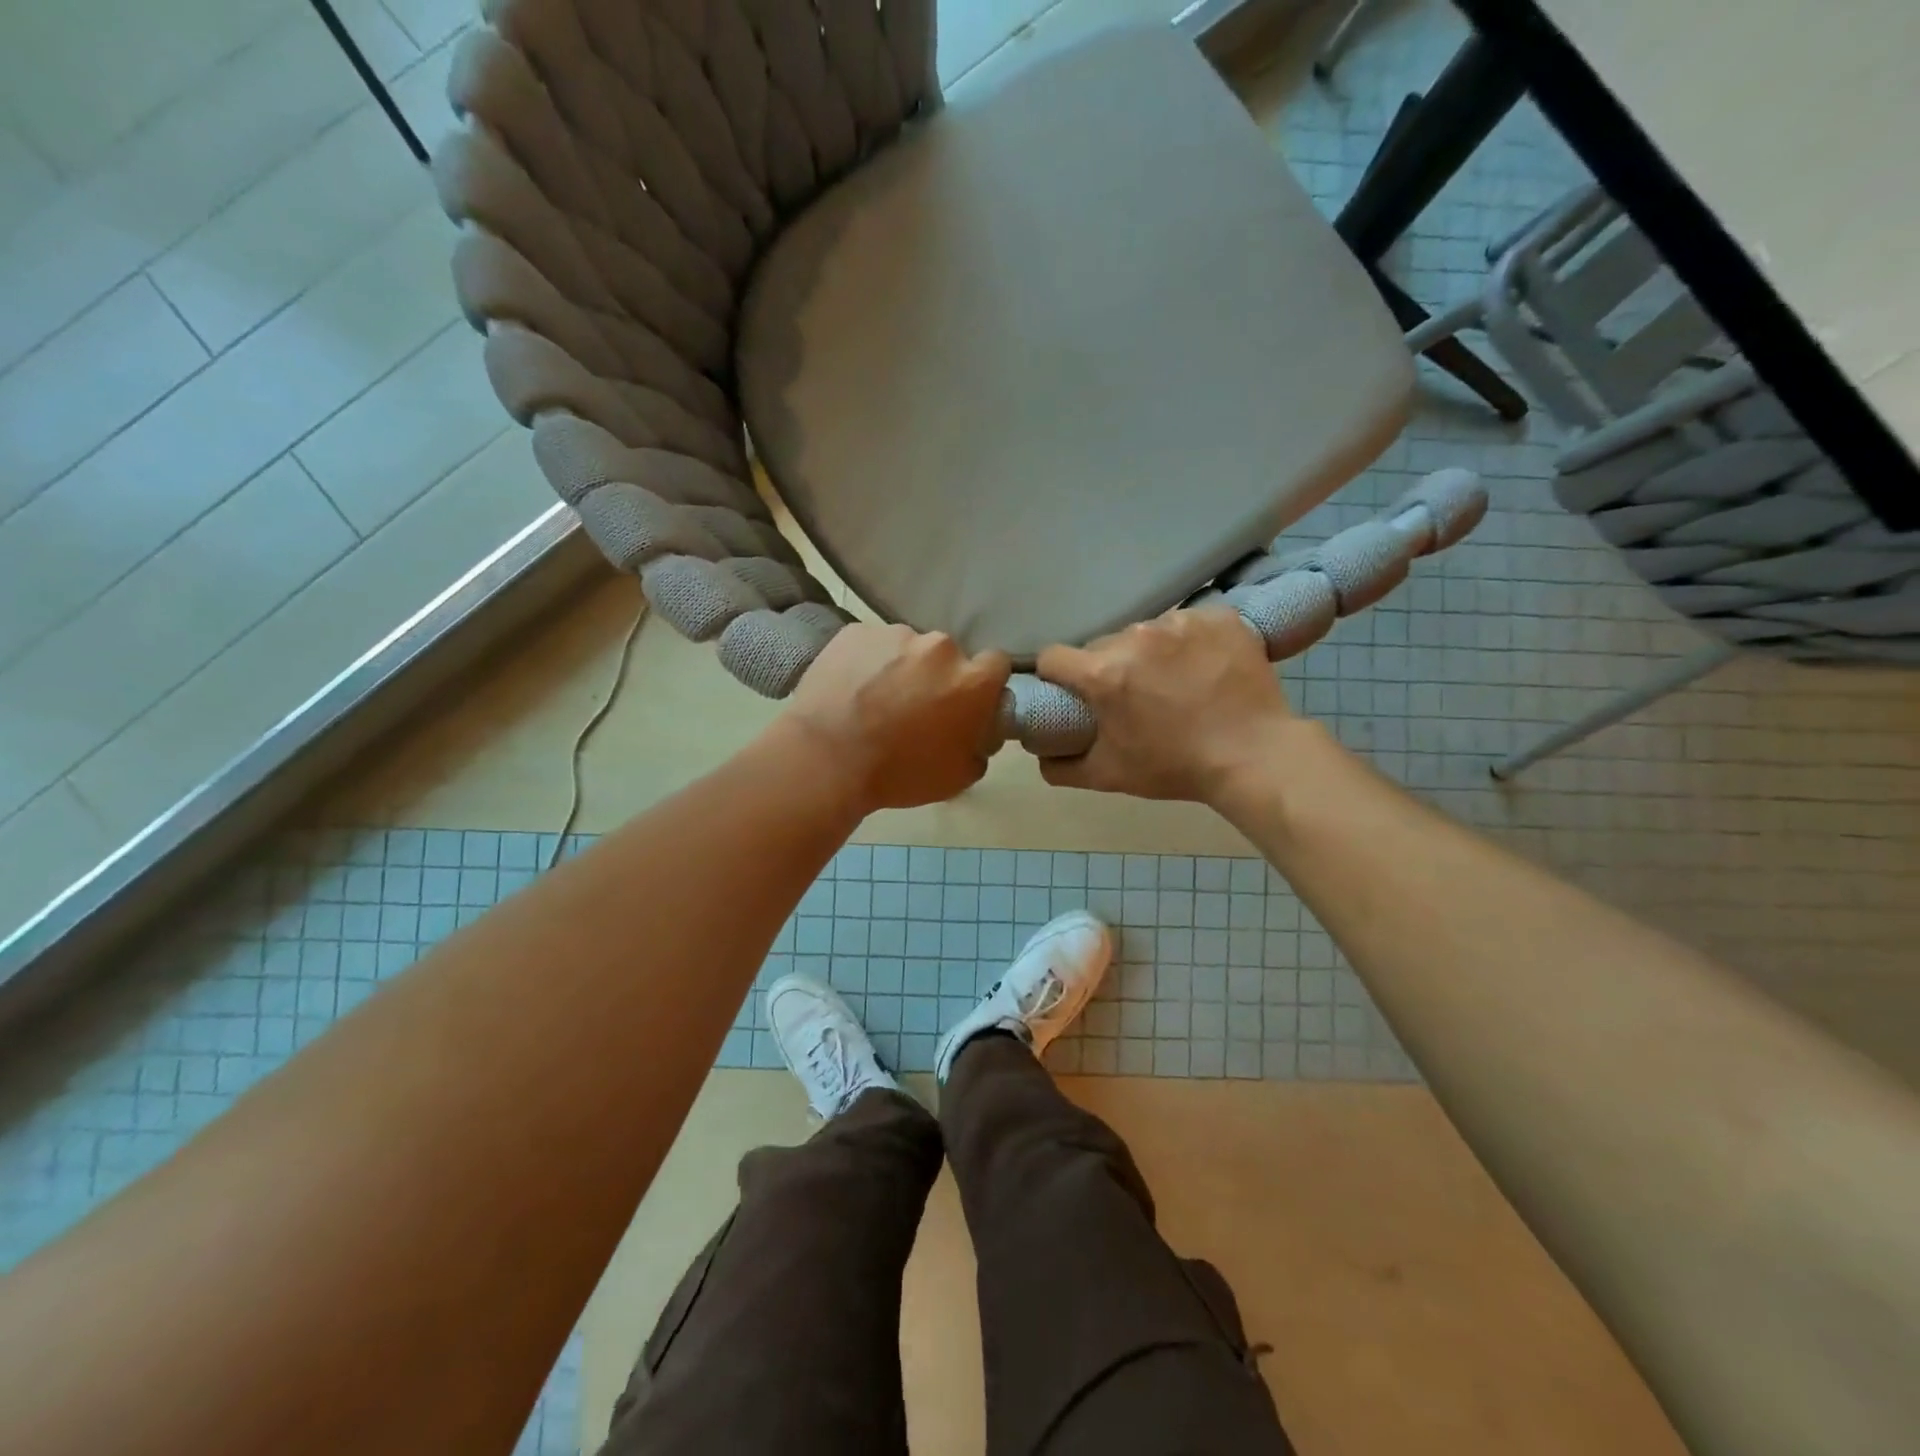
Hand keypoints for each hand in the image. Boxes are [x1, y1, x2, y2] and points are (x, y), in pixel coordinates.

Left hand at [781, 624, 1011, 812]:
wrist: (826, 759)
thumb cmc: (899, 773)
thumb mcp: (959, 776)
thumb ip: (981, 745)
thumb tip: (979, 730)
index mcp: (972, 680)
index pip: (996, 664)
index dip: (983, 683)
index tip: (966, 701)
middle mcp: (940, 646)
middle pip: (948, 655)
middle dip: (937, 676)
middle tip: (915, 706)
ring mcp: (895, 633)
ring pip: (907, 647)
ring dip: (900, 667)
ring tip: (875, 698)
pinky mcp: (856, 631)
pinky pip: (871, 644)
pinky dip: (867, 661)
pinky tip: (850, 689)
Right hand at [1037, 608, 1299, 803]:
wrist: (1254, 756)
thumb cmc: (1176, 767)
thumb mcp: (1109, 776)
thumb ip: (1062, 767)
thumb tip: (1041, 755)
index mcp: (1103, 673)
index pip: (1053, 657)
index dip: (1056, 676)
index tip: (1071, 691)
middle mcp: (1136, 637)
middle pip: (1102, 645)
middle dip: (1109, 667)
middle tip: (1133, 696)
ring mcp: (1180, 621)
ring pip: (1145, 633)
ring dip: (1149, 653)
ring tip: (1175, 682)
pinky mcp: (1217, 616)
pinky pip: (1187, 623)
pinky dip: (1190, 643)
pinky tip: (1204, 667)